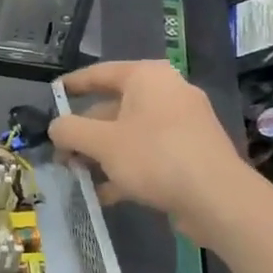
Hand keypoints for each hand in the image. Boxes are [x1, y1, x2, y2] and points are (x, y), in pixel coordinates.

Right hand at [49, 60, 243, 220]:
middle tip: (63, 153)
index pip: (99, 73)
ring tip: (80, 175)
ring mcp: (184, 122)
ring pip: (131, 133)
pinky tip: (108, 193)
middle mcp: (167, 91)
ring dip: (103, 154)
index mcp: (146, 77)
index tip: (52, 95)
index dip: (72, 85)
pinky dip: (128, 167)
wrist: (219, 199)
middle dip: (86, 133)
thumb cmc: (155, 157)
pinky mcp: (192, 151)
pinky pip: (151, 152)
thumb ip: (71, 131)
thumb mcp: (102, 143)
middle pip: (114, 107)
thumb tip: (55, 127)